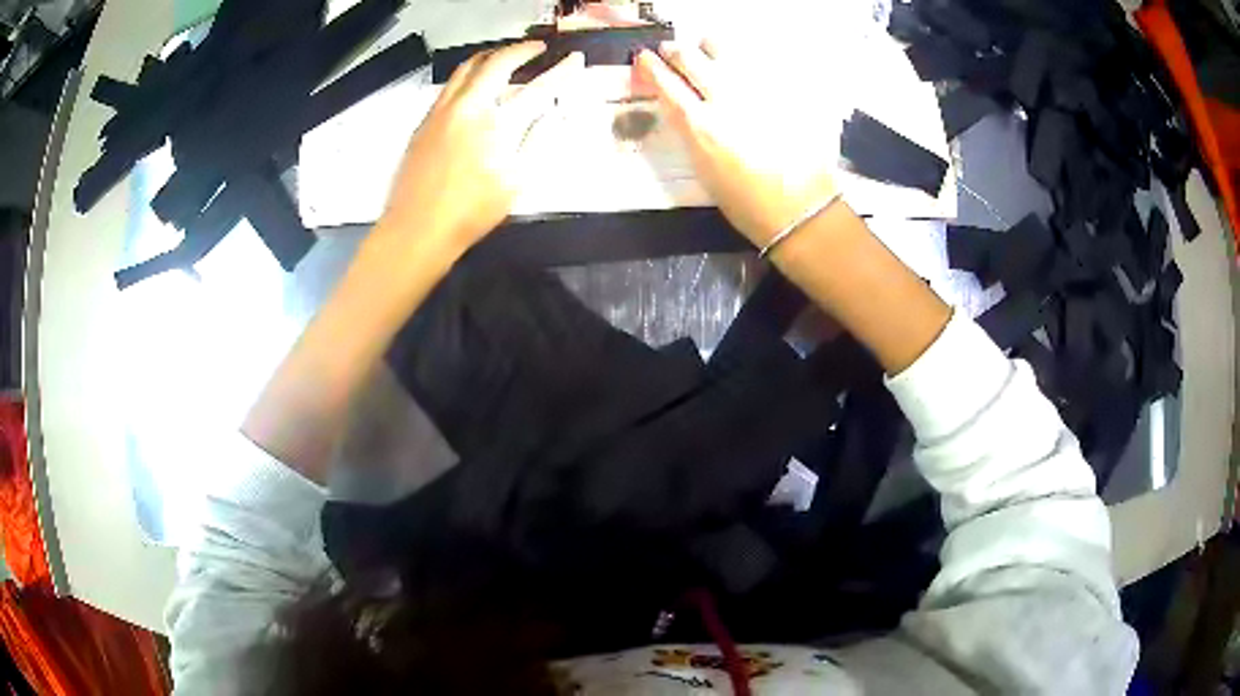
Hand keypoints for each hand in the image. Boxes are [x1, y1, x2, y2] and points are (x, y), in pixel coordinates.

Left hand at [377, 42, 585, 260]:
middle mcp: (465, 107)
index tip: (574, 59)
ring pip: (465, 69)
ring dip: (490, 58)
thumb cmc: (470, 213)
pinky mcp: (423, 122)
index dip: (560, 71)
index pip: (536, 87)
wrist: (416, 230)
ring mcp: (439, 112)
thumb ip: (536, 141)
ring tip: (506, 58)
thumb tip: (552, 114)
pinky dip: (468, 77)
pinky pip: (449, 87)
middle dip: (520, 50)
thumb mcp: (515, 182)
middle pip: (494, 62)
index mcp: (494, 123)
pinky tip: (475, 89)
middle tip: (537, 49)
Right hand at [634, 41, 842, 247]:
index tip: (644, 58)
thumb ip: (691, 132)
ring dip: (708, 48)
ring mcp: (755, 89)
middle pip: (689, 57)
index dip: (650, 67)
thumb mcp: (704, 170)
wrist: (802, 209)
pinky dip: (741, 60)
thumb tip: (684, 109)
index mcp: (699, 126)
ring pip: (723, 48)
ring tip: (708, 52)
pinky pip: (755, 61)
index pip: (664, 83)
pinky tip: (743, 68)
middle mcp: (723, 99)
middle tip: (671, 51)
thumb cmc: (748, 203)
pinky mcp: (782, 89)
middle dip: (675, 51)